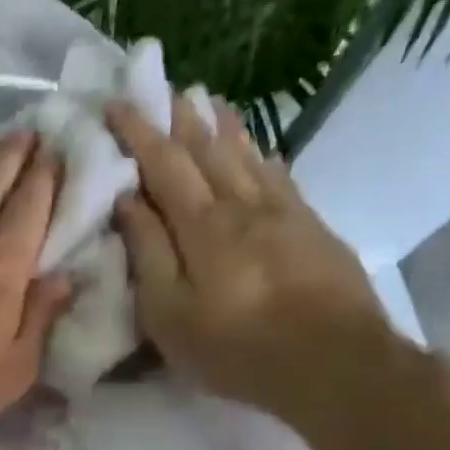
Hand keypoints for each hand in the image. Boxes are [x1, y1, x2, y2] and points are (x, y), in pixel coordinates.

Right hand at [107, 96, 399, 447]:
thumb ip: (148, 253)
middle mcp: (243, 204)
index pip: (164, 162)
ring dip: (222, 125)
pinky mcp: (311, 227)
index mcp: (203, 224)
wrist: (335, 362)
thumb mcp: (171, 314)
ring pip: (247, 154)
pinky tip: (257, 149)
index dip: (137, 131)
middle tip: (162, 87)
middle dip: (180, 116)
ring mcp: (283, 212)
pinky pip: (278, 175)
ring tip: (208, 100)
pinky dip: (259, 153)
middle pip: (208, 148)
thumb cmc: (237, 348)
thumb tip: (127, 200)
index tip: (114, 103)